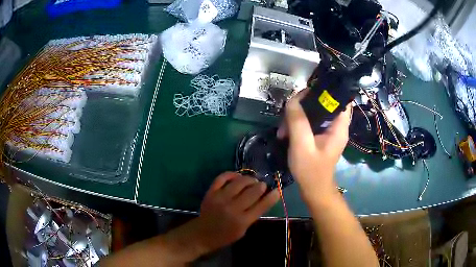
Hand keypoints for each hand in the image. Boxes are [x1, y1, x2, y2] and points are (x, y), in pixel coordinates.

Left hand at [188, 172, 278, 254]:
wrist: (203, 234)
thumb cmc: (225, 235)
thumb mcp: (243, 230)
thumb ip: (252, 215)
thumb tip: (263, 199)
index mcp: (242, 221)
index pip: (262, 206)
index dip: (272, 197)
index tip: (277, 190)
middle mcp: (232, 208)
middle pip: (252, 191)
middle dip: (261, 186)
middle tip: (262, 185)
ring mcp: (220, 198)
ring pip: (239, 182)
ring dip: (249, 179)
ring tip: (252, 180)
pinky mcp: (211, 192)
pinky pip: (222, 178)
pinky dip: (231, 174)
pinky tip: (237, 176)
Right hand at [277, 90, 350, 198]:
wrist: (313, 190)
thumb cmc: (310, 170)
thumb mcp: (302, 145)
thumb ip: (298, 121)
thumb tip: (293, 99)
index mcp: (339, 126)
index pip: (339, 98)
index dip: (325, 91)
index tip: (305, 93)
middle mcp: (336, 125)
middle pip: (323, 103)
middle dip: (303, 105)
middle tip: (287, 115)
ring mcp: (328, 131)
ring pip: (313, 112)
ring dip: (297, 117)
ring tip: (283, 130)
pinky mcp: (320, 136)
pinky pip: (309, 122)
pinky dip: (297, 124)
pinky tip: (286, 133)